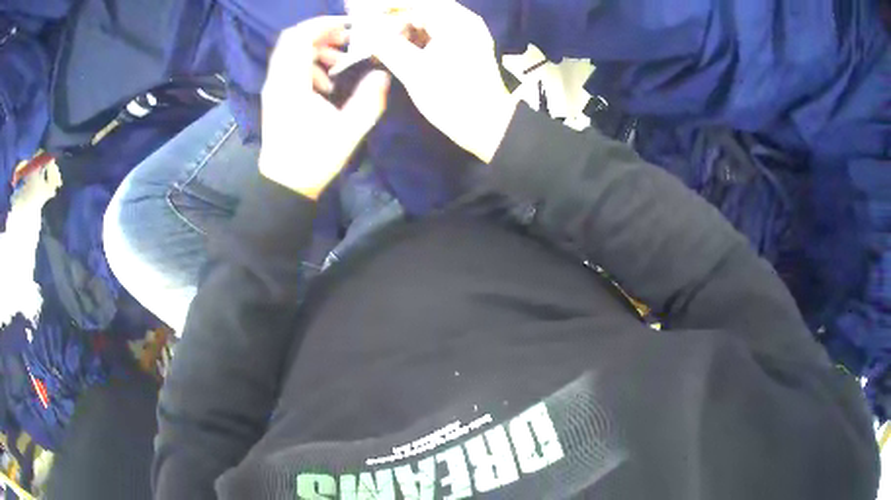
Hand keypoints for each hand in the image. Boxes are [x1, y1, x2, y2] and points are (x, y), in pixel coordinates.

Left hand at [259, 17, 390, 199]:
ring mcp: (274, 89)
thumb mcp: (349, 131)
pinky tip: (327, 83)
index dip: (324, 25)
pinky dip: (309, 64)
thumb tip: (382, 74)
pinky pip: (289, 67)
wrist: (285, 184)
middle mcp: (277, 81)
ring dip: (316, 49)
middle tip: (348, 41)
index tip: (350, 27)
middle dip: (322, 34)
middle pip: (292, 40)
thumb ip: (369, 100)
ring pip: (291, 53)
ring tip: (340, 63)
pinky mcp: (276, 97)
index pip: (299, 38)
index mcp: (291, 84)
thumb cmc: (314, 158)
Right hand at [367, 0, 516, 162]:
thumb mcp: (414, 70)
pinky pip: (429, 37)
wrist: (487, 127)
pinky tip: (390, 50)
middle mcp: (461, 22)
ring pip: (423, 24)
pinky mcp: (459, 50)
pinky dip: (409, 41)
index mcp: (456, 21)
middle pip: (420, 10)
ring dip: (398, 30)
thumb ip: (386, 45)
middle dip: (390, 18)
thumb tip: (364, 29)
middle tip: (363, 29)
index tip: (359, 9)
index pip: (416, 1)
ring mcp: (462, 36)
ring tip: (373, 42)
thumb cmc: (452, 97)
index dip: (386, 4)